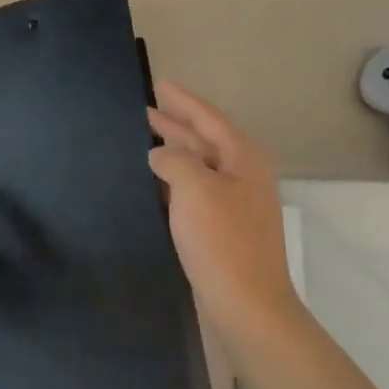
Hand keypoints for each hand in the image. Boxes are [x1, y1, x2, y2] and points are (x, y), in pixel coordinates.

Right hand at [148, 81, 300, 343]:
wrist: (247, 305)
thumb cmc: (222, 241)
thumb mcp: (194, 188)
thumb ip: (173, 160)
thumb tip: (159, 155)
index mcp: (243, 157)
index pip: (207, 118)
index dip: (181, 101)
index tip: (159, 83)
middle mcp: (242, 175)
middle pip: (203, 139)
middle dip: (174, 124)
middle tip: (142, 111)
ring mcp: (234, 204)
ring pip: (198, 166)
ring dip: (172, 153)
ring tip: (141, 141)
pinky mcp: (222, 229)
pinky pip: (194, 192)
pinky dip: (173, 181)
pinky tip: (153, 182)